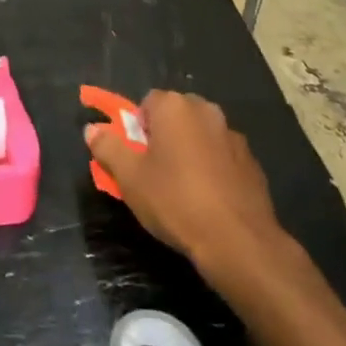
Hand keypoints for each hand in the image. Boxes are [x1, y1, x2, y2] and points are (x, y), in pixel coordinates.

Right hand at [84, 90, 285, 271]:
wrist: (239, 242)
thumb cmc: (176, 201)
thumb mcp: (130, 178)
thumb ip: (108, 147)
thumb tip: (92, 129)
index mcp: (174, 106)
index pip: (147, 103)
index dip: (137, 129)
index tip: (135, 157)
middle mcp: (206, 111)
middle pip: (175, 116)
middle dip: (164, 137)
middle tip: (154, 172)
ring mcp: (233, 136)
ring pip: (201, 137)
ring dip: (190, 152)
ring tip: (183, 190)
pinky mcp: (253, 163)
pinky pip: (223, 158)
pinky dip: (214, 170)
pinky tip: (209, 201)